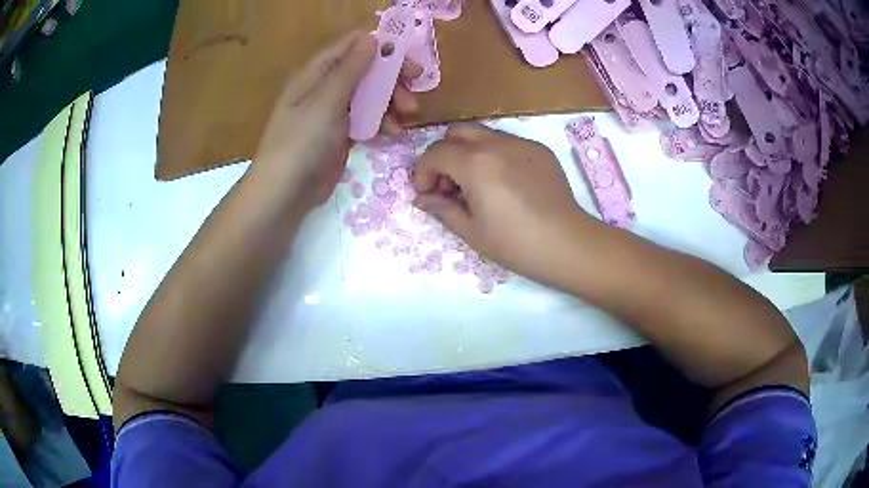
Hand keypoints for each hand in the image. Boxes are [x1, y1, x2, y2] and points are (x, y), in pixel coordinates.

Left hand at [253, 30, 421, 212]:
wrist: (285, 193)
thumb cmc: (301, 142)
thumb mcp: (327, 101)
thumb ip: (351, 69)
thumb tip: (371, 38)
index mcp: (316, 72)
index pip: (351, 46)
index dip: (380, 45)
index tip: (407, 56)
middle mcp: (325, 86)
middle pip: (366, 70)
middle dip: (392, 78)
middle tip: (415, 88)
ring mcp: (333, 111)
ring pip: (369, 95)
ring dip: (391, 101)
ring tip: (409, 115)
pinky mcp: (340, 134)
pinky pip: (366, 118)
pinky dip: (381, 121)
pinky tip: (393, 132)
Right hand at [412, 124, 596, 283]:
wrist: (567, 244)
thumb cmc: (515, 244)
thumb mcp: (471, 231)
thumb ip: (442, 209)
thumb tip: (422, 199)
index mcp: (475, 163)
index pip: (435, 153)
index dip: (423, 173)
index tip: (427, 194)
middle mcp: (496, 143)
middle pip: (456, 133)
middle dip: (444, 155)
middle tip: (450, 185)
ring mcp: (521, 143)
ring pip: (482, 134)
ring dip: (468, 153)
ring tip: (477, 185)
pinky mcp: (539, 150)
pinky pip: (507, 142)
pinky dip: (494, 155)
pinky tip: (505, 183)